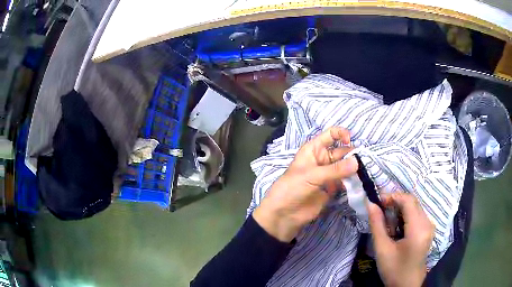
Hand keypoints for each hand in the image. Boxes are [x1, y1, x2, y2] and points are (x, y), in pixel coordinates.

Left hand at [253, 127, 357, 241]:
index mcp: (314, 149)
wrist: (284, 214)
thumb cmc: (292, 188)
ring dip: (355, 169)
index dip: (342, 134)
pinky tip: (361, 182)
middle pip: (342, 151)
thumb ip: (335, 170)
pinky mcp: (332, 188)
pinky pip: (346, 181)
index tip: (351, 141)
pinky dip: (353, 181)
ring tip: (366, 172)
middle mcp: (323, 159)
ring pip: (346, 167)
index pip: (331, 134)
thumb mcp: (312, 175)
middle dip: (353, 155)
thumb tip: (357, 162)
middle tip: (365, 162)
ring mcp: (329, 174)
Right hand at [367, 193, 434, 286]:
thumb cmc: (394, 270)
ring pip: (415, 207)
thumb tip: (370, 203)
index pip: (408, 201)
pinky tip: (396, 227)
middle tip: (380, 211)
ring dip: (400, 209)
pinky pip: (417, 215)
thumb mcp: (382, 249)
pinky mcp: (428, 230)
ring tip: (386, 222)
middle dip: (395, 202)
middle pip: (413, 202)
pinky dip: (405, 216)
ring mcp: (430, 226)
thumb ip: (377, 225)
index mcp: (418, 229)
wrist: (407, 285)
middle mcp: (428, 223)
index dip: (393, 196)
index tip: (377, 202)